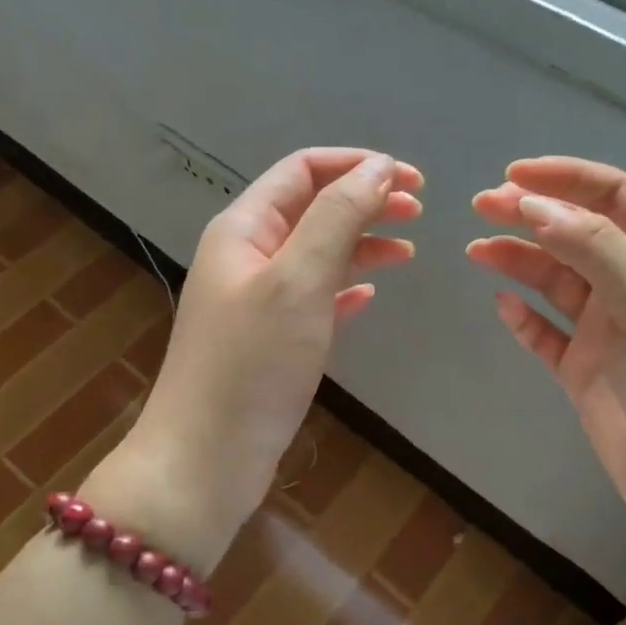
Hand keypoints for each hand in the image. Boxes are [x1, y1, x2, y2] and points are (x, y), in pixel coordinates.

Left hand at [128, 148, 422, 564]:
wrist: (206, 459)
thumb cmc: (252, 363)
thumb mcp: (299, 279)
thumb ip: (338, 217)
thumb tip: (378, 167)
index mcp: (243, 228)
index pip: (302, 170)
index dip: (356, 164)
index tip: (410, 179)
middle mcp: (247, 255)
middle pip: (313, 208)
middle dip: (364, 200)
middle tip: (419, 210)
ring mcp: (258, 299)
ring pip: (317, 252)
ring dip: (361, 242)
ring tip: (408, 249)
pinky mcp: (271, 339)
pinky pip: (315, 297)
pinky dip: (345, 287)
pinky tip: (370, 296)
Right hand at [468, 157, 625, 534]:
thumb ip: (596, 250)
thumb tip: (532, 204)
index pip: (614, 198)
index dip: (564, 179)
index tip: (512, 175)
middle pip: (576, 234)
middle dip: (531, 214)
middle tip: (480, 206)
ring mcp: (610, 330)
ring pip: (555, 281)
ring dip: (518, 260)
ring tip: (477, 250)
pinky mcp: (585, 371)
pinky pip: (546, 334)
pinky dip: (524, 317)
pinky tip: (503, 305)